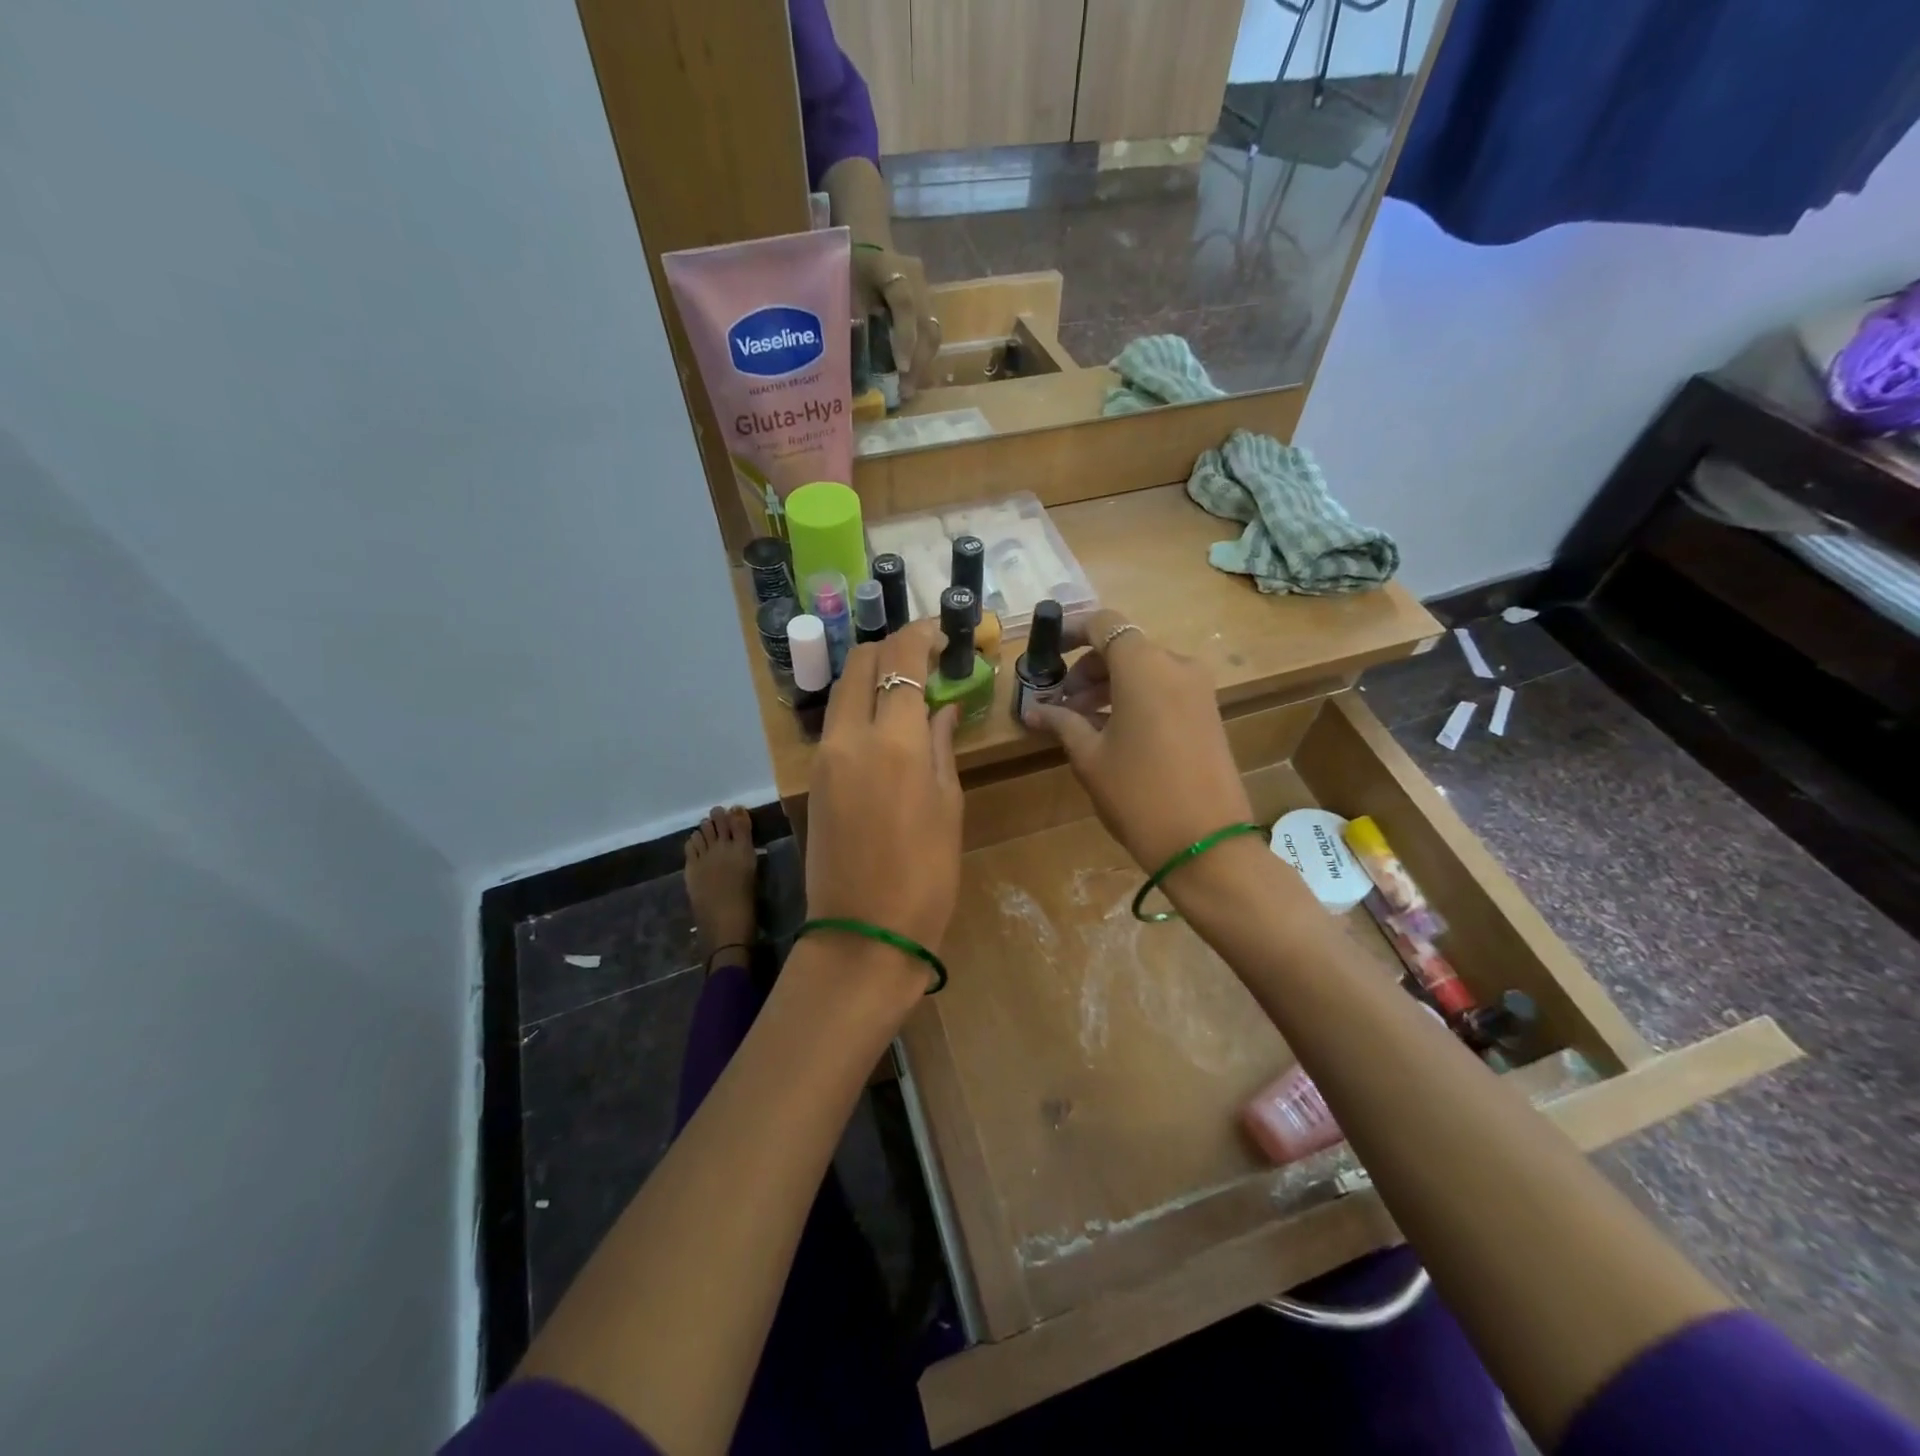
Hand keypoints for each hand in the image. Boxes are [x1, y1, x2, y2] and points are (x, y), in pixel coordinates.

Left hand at [805, 621, 962, 969]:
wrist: (863, 934)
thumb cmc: (925, 876)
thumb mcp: (947, 807)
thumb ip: (940, 746)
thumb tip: (940, 709)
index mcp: (892, 740)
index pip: (900, 659)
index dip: (921, 635)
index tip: (942, 632)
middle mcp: (849, 735)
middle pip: (861, 662)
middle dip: (891, 647)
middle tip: (925, 656)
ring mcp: (824, 755)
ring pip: (843, 688)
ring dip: (872, 674)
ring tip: (906, 684)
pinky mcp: (814, 775)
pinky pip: (836, 720)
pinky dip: (859, 704)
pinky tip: (885, 720)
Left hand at [853, 245, 940, 400]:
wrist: (865, 238)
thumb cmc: (848, 265)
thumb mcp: (842, 287)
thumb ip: (851, 319)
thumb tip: (855, 366)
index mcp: (889, 267)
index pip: (904, 303)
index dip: (905, 337)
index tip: (902, 368)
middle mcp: (915, 279)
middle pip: (926, 324)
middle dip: (917, 362)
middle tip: (905, 391)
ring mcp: (926, 291)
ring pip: (932, 332)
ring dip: (922, 364)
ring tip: (909, 389)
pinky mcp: (928, 304)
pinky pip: (930, 334)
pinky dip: (922, 357)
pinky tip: (912, 376)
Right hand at [1021, 609, 1253, 873]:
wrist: (1206, 843)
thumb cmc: (1138, 793)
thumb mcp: (1090, 757)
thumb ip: (1062, 723)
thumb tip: (1033, 710)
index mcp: (1143, 666)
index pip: (1105, 624)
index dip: (1073, 632)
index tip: (1048, 655)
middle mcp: (1175, 665)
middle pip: (1125, 647)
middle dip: (1088, 668)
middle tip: (1060, 703)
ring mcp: (1198, 689)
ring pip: (1145, 669)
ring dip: (1110, 685)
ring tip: (1081, 721)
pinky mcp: (1208, 712)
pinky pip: (1164, 689)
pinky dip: (1135, 697)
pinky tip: (1113, 731)